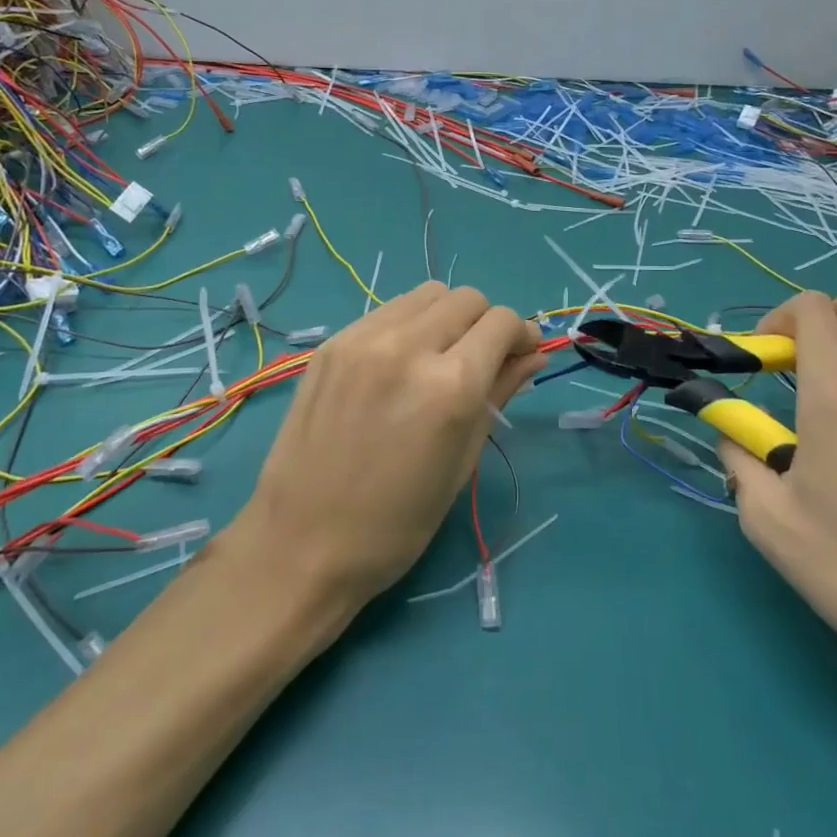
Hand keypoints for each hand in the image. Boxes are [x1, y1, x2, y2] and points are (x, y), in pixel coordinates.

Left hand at [233, 282, 544, 609]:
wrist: (302, 542)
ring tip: (439, 357)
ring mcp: (363, 338)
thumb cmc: (397, 523)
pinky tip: (399, 365)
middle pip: (466, 298)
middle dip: (485, 322)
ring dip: (446, 316)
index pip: (502, 322)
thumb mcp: (462, 461)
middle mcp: (408, 346)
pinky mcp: (332, 342)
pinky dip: (408, 325)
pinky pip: (387, 311)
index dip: (521, 335)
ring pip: (426, 295)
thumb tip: (534, 355)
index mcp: (450, 385)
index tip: (521, 355)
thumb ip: (500, 393)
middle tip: (480, 360)